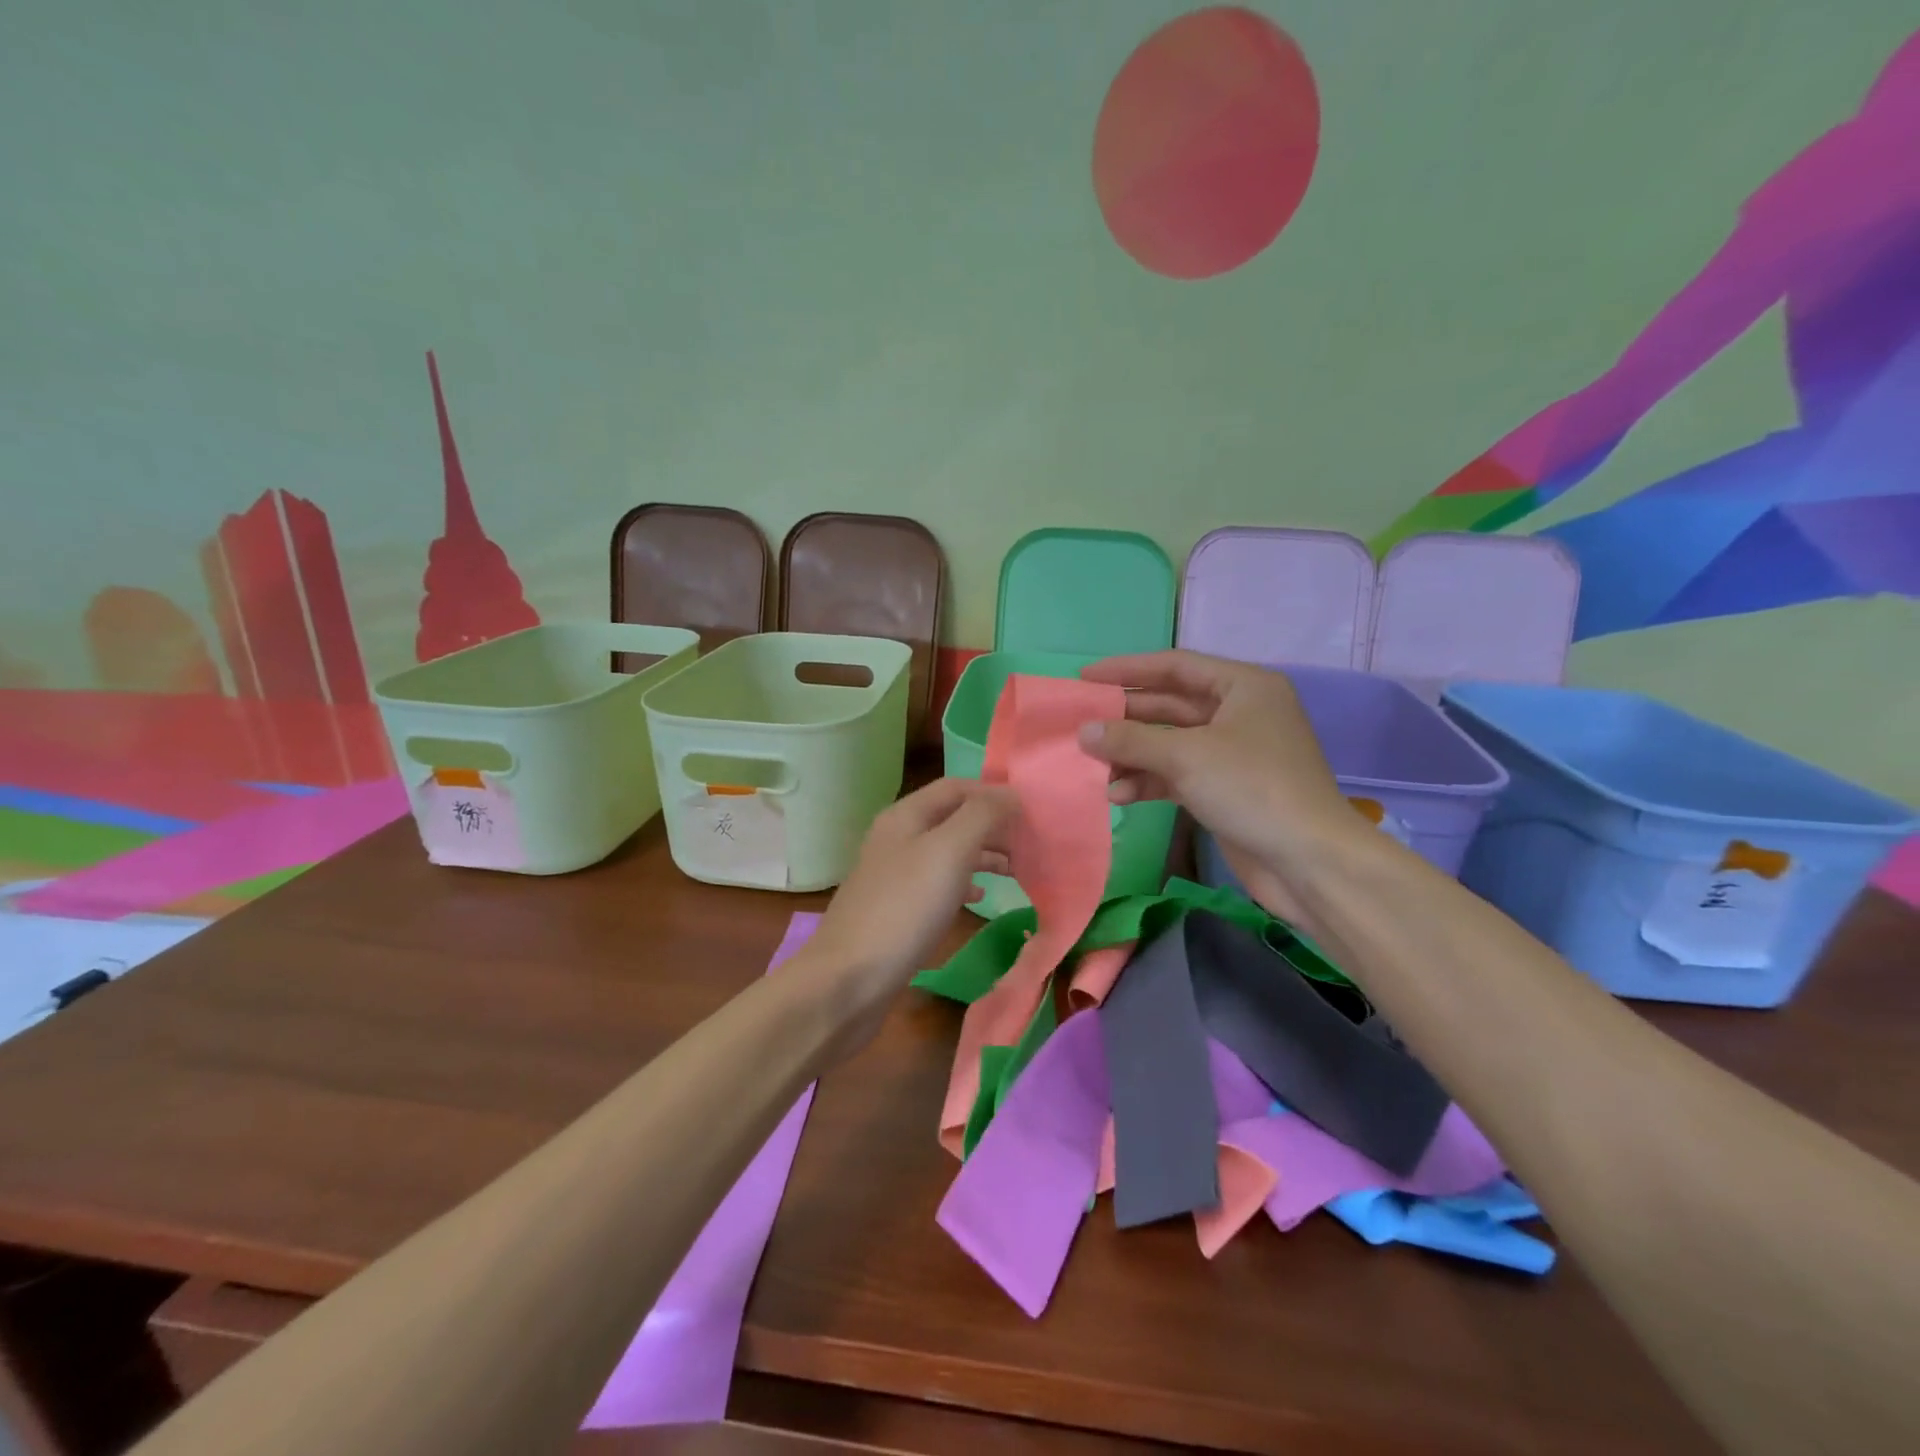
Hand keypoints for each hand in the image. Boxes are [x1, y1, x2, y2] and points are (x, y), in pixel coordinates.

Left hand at [795, 778, 1015, 1056]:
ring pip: (949, 851)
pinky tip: (981, 898)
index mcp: (906, 815)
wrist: (849, 980)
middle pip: (954, 818)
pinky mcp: (898, 909)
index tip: (1034, 810)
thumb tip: (1011, 794)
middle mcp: (899, 838)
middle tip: (1034, 843)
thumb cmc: (904, 908)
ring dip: (984, 855)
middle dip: (994, 825)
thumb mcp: (948, 851)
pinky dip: (965, 884)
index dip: (995, 792)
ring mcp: (896, 875)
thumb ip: (982, 816)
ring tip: (1019, 869)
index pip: (957, 787)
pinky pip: (939, 884)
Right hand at [1076, 650, 1367, 929]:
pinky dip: (1149, 781)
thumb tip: (1084, 732)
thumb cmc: (1252, 789)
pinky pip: (1177, 774)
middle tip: (1080, 723)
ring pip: (1170, 743)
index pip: (1175, 666)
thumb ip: (1131, 740)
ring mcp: (1232, 753)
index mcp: (1243, 687)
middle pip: (1170, 705)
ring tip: (1092, 765)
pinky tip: (1118, 794)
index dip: (1127, 669)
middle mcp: (1239, 712)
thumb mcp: (1186, 756)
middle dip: (1126, 717)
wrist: (1309, 862)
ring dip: (1132, 754)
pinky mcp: (1225, 789)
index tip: (1085, 678)